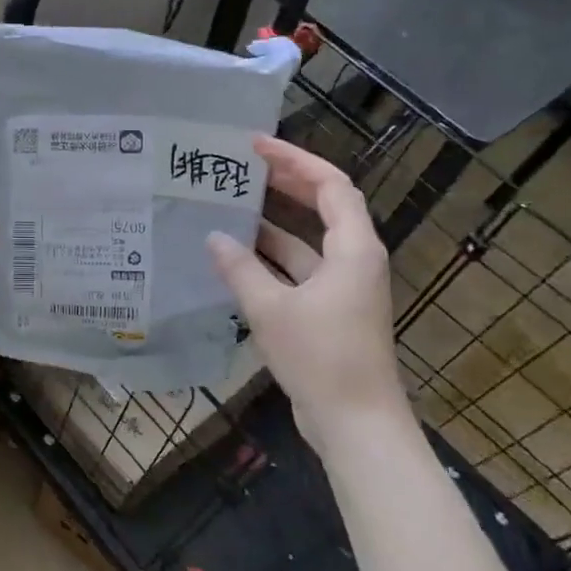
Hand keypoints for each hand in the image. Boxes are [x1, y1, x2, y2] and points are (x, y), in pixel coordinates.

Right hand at [206, 136, 404, 445]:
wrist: (356, 423)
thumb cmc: (321, 357)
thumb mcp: (271, 309)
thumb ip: (240, 270)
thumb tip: (214, 237)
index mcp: (353, 249)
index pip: (330, 185)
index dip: (295, 160)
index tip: (256, 146)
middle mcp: (354, 260)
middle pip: (324, 206)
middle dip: (286, 183)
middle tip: (243, 167)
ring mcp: (344, 288)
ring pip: (309, 241)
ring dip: (275, 223)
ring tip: (232, 205)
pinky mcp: (331, 312)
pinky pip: (301, 270)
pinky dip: (273, 259)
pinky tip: (238, 257)